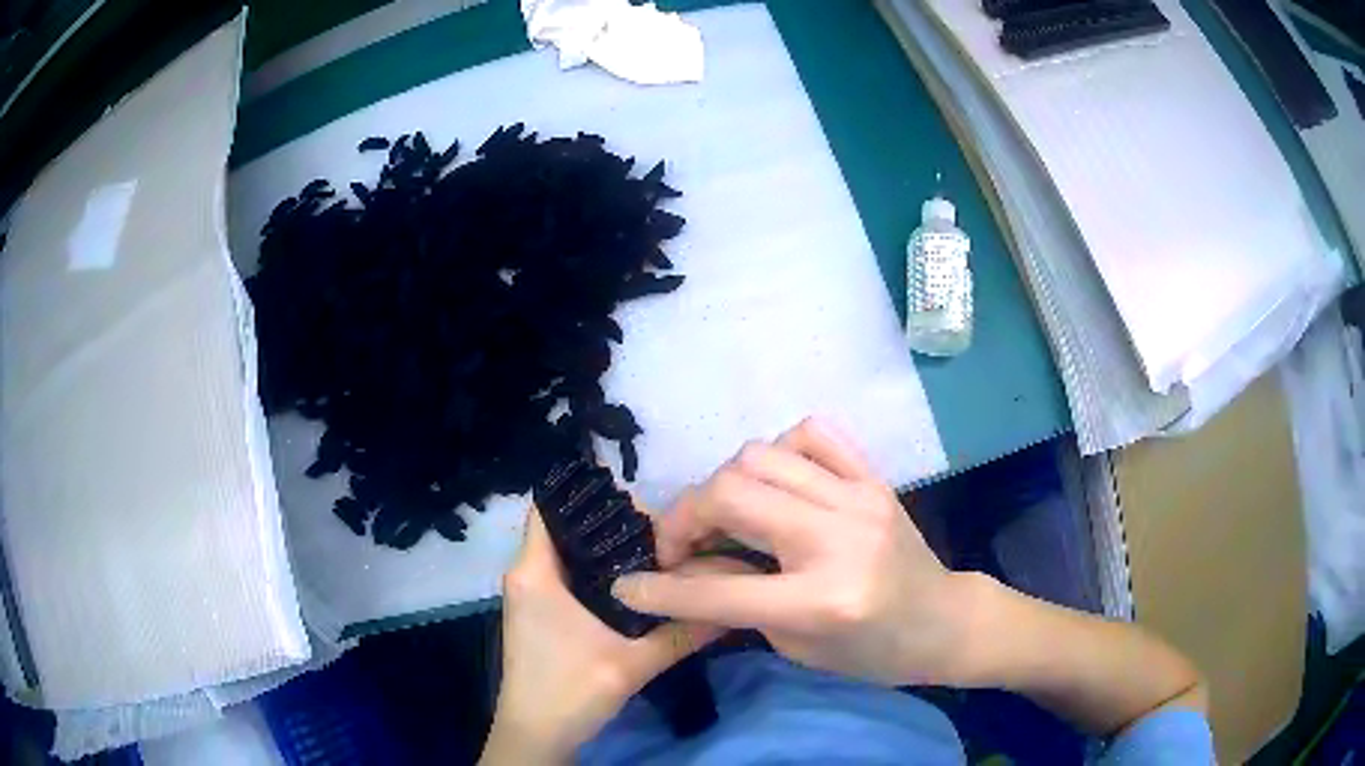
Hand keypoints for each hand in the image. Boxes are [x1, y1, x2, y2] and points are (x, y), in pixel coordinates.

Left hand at [480, 509, 724, 764]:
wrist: (537, 735)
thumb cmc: (569, 692)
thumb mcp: (631, 663)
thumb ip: (682, 633)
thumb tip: (730, 606)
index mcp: (535, 572)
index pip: (551, 507)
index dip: (592, 497)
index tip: (642, 504)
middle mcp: (527, 574)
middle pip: (567, 529)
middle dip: (612, 524)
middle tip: (665, 531)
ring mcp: (533, 595)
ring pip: (571, 554)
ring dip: (608, 550)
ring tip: (660, 551)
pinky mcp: (542, 615)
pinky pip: (570, 577)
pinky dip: (600, 574)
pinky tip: (639, 585)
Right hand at [612, 418, 986, 687]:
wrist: (944, 622)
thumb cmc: (872, 653)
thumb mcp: (796, 647)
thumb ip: (737, 602)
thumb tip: (687, 565)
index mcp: (821, 601)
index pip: (718, 589)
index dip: (660, 588)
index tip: (627, 585)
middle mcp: (838, 539)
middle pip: (731, 494)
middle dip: (684, 518)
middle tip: (681, 546)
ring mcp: (859, 498)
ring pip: (759, 456)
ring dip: (723, 485)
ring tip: (725, 517)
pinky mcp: (873, 478)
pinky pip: (812, 433)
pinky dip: (777, 453)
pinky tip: (775, 484)